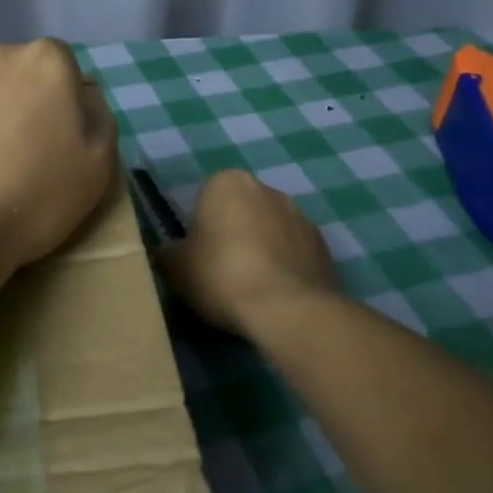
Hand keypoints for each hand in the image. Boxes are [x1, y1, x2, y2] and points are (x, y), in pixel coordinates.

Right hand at [162, 169, 339, 337]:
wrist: (287, 309)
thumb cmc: (221, 275)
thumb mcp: (175, 267)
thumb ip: (168, 252)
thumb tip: (169, 253)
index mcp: (227, 182)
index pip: (205, 197)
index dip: (200, 227)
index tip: (198, 255)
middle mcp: (267, 189)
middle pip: (240, 210)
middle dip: (233, 233)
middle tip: (220, 271)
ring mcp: (301, 215)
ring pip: (270, 229)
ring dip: (261, 248)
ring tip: (250, 288)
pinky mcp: (324, 245)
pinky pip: (294, 252)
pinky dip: (285, 266)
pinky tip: (275, 295)